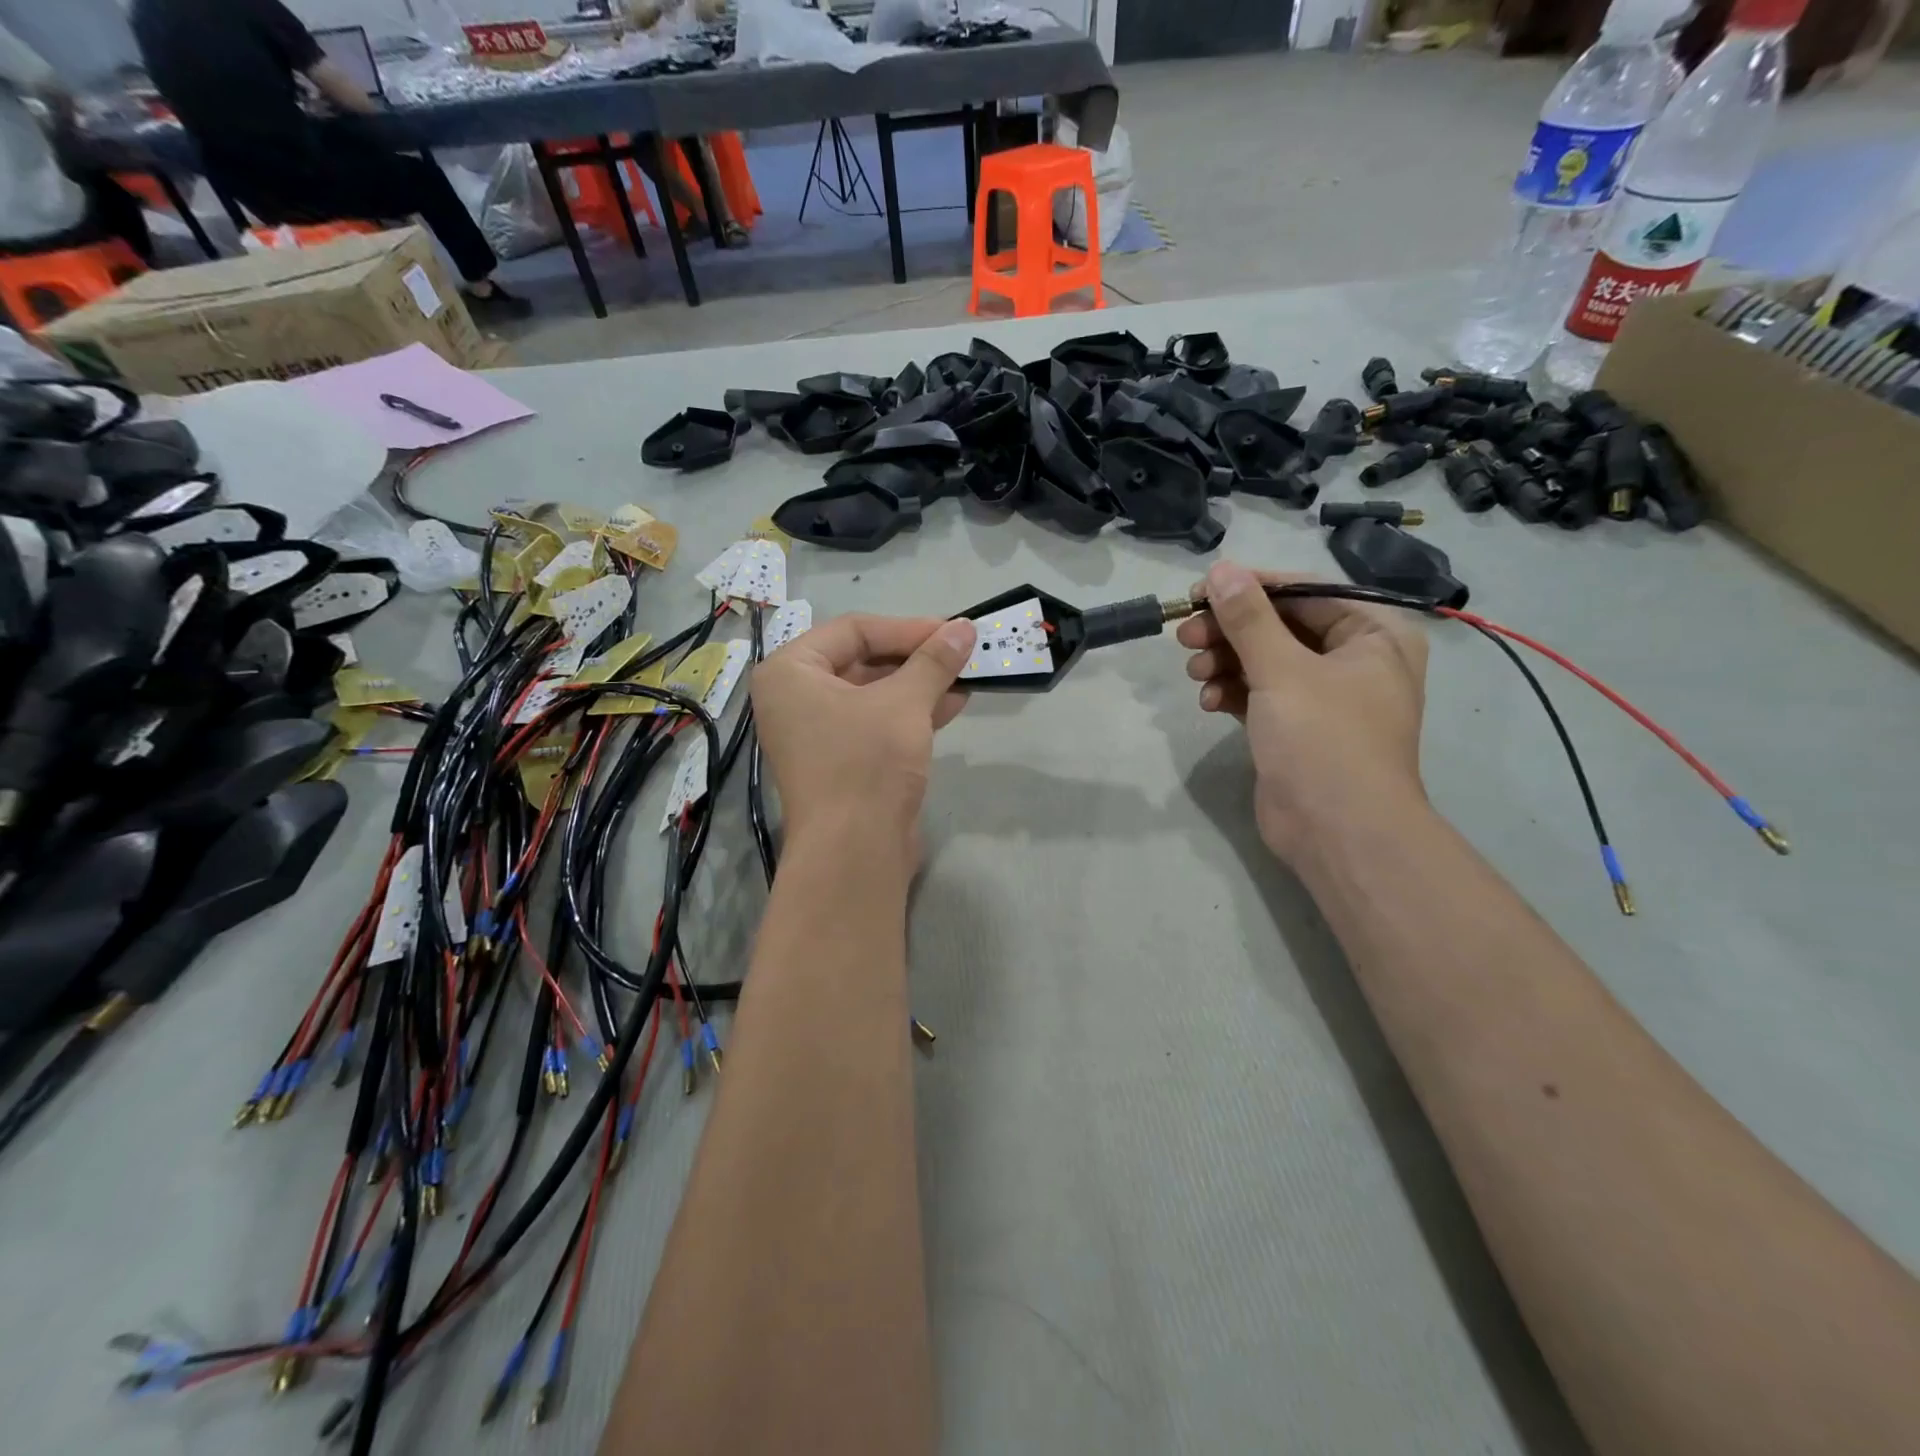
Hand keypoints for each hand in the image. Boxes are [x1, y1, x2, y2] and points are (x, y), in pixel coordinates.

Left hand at [751, 614, 975, 863]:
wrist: (854, 851)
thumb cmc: (867, 762)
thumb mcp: (904, 702)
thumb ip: (934, 660)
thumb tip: (965, 627)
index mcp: (790, 671)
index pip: (854, 631)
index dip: (907, 628)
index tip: (952, 630)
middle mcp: (795, 698)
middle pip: (863, 660)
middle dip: (916, 657)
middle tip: (960, 651)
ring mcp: (817, 732)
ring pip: (874, 694)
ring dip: (920, 684)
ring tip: (966, 675)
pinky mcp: (841, 761)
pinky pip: (877, 723)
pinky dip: (912, 712)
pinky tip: (953, 704)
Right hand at [1178, 562, 1428, 863]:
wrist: (1338, 834)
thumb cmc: (1323, 741)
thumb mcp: (1282, 671)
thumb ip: (1248, 618)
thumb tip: (1221, 569)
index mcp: (1373, 634)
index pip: (1305, 592)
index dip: (1250, 587)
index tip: (1198, 591)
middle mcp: (1354, 660)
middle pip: (1280, 627)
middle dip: (1230, 631)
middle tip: (1185, 634)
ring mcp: (1324, 697)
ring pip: (1265, 661)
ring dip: (1225, 662)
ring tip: (1194, 671)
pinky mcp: (1296, 728)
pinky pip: (1259, 694)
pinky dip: (1233, 693)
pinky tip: (1208, 702)